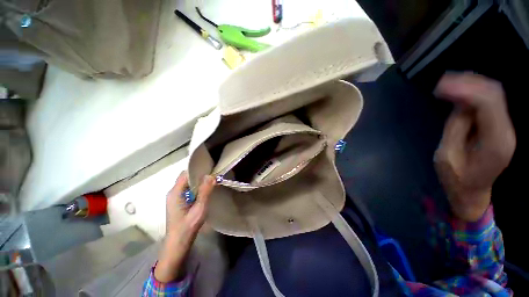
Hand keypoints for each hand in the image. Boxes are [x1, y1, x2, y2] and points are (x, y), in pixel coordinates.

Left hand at [154, 172, 215, 281]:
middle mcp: (173, 192)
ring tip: (211, 181)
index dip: (197, 169)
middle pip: (186, 177)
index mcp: (175, 192)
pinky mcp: (178, 202)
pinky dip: (196, 188)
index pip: (186, 173)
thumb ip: (205, 192)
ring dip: (198, 182)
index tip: (210, 168)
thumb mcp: (199, 209)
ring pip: (187, 183)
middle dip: (199, 175)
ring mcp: (175, 197)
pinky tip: (205, 191)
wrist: (177, 244)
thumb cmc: (187, 227)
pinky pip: (187, 190)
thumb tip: (211, 175)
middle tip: (213, 175)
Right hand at [434, 73, 515, 221]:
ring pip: (493, 94)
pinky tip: (458, 91)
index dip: (465, 90)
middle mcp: (506, 130)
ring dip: (470, 84)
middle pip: (494, 94)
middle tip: (442, 82)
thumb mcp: (447, 155)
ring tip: (447, 83)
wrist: (472, 191)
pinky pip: (488, 102)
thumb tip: (458, 102)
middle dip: (468, 82)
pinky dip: (472, 92)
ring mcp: (504, 127)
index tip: (440, 86)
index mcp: (496, 141)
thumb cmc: (457, 178)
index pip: (488, 104)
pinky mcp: (498, 125)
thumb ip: (456, 127)